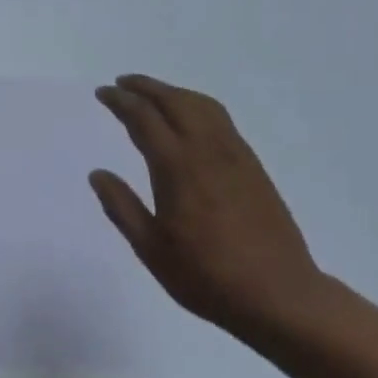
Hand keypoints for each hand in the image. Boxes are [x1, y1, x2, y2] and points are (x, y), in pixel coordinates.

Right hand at [91, 74, 326, 336]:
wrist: (278, 294)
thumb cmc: (206, 276)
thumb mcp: (152, 249)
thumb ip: (122, 207)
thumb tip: (98, 174)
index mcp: (177, 168)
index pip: (144, 119)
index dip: (121, 101)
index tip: (104, 92)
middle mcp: (207, 150)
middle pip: (174, 102)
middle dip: (146, 87)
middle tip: (122, 83)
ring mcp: (235, 155)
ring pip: (202, 105)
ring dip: (173, 92)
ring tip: (153, 94)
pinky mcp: (253, 166)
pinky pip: (221, 120)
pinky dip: (197, 106)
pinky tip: (191, 119)